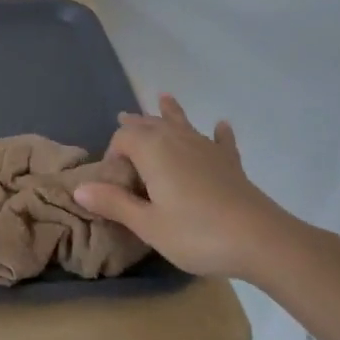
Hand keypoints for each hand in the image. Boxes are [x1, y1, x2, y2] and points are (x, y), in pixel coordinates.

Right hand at [71, 94, 316, 282]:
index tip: (113, 182)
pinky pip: (220, 141)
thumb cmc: (196, 233)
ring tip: (164, 98)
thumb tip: (79, 188)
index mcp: (152, 150)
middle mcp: (177, 140)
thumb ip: (114, 203)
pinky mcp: (230, 163)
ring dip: (169, 113)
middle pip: (150, 124)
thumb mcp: (147, 224)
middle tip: (123, 118)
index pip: (123, 137)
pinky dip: (218, 133)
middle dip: (135, 123)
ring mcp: (206, 148)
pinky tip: (221, 126)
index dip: (113, 153)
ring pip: (182, 124)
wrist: (261, 240)